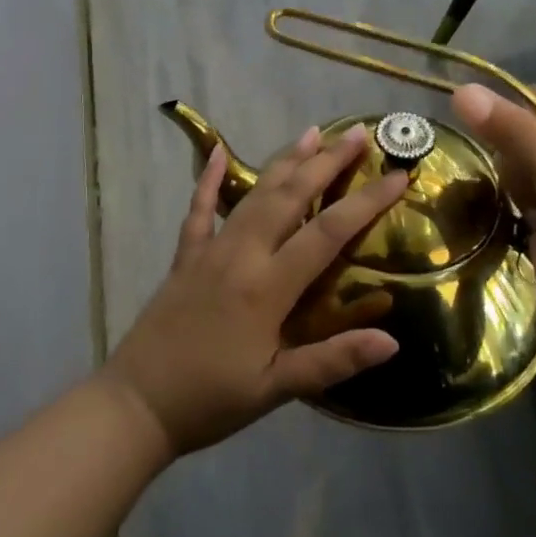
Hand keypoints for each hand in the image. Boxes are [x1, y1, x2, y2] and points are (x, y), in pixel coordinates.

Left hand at [103, 124, 405, 456]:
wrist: (136, 404)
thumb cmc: (212, 400)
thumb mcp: (276, 389)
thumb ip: (332, 361)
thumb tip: (392, 341)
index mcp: (268, 286)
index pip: (328, 232)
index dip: (367, 202)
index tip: (399, 176)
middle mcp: (241, 254)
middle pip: (291, 196)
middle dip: (327, 162)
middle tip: (357, 133)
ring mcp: (210, 249)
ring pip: (253, 194)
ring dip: (285, 161)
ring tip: (311, 132)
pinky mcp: (185, 256)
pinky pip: (199, 208)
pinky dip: (207, 178)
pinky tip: (215, 151)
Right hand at [452, 83, 535, 341]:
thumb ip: (517, 134)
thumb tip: (459, 92)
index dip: (511, 111)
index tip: (480, 126)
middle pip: (522, 131)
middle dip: (509, 152)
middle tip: (524, 185)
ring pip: (509, 163)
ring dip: (505, 180)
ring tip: (523, 207)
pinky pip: (506, 194)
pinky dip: (500, 202)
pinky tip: (503, 215)